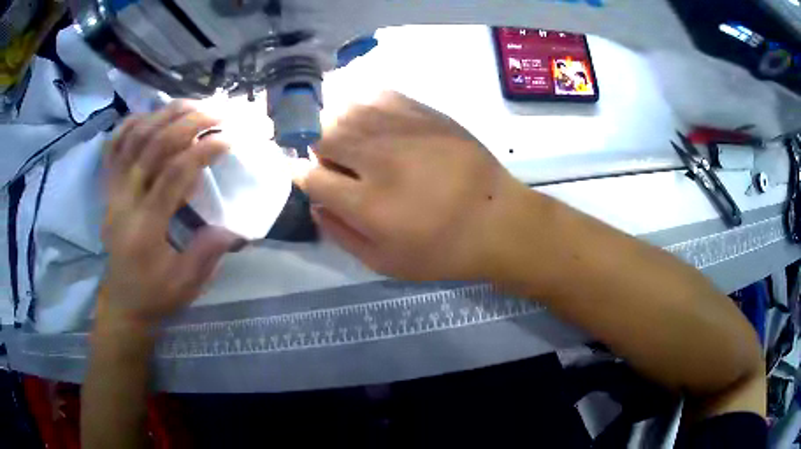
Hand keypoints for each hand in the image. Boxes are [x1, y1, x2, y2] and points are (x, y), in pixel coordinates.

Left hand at [100, 101, 238, 329]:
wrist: (122, 303)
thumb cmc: (155, 296)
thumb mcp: (187, 285)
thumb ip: (209, 251)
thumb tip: (233, 224)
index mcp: (145, 229)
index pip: (173, 176)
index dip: (202, 152)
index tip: (228, 138)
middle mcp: (124, 203)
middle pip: (152, 147)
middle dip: (187, 123)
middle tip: (216, 111)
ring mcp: (112, 193)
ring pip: (133, 139)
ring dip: (163, 115)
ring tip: (191, 104)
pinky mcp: (108, 190)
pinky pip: (114, 147)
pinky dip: (132, 124)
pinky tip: (152, 116)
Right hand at [295, 92, 527, 281]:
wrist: (497, 221)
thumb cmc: (442, 250)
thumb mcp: (385, 263)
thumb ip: (341, 235)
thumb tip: (314, 204)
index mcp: (367, 204)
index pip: (311, 176)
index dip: (299, 173)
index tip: (302, 174)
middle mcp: (379, 159)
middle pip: (323, 136)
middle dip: (315, 147)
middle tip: (329, 159)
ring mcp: (403, 130)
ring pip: (346, 110)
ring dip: (336, 124)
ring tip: (348, 139)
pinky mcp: (425, 114)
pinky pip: (379, 96)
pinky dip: (364, 105)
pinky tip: (371, 120)